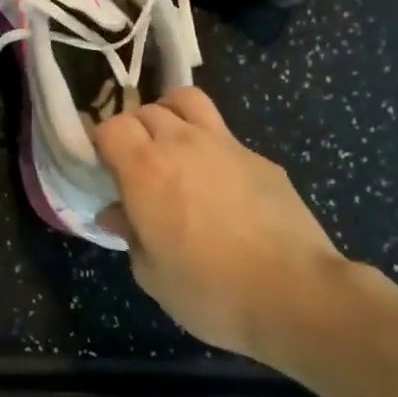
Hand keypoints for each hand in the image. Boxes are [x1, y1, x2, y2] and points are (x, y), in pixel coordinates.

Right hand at [94, 88, 350, 367]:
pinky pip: (224, 136)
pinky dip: (210, 147)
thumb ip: (129, 233)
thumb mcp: (151, 272)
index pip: (111, 127)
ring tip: (171, 146)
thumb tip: (115, 214)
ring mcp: (226, 145)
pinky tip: (220, 185)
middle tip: (135, 164)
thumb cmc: (208, 290)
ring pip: (188, 102)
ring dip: (170, 115)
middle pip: (146, 110)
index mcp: (145, 169)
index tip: (103, 169)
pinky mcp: (261, 159)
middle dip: (133, 130)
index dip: (102, 144)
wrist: (295, 294)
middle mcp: (182, 143)